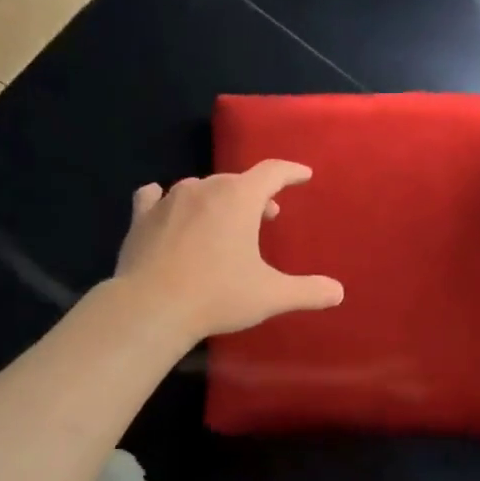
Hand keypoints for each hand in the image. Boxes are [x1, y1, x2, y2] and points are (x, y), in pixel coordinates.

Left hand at [112, 161, 342, 341]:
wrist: (150, 308)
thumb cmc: (218, 295)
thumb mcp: (271, 295)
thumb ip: (307, 291)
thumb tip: (338, 292)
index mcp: (239, 198)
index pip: (272, 172)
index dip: (291, 172)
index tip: (303, 175)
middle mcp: (204, 189)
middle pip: (237, 181)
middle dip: (255, 195)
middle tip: (267, 215)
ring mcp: (168, 201)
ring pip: (200, 188)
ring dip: (217, 199)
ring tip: (224, 219)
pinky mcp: (141, 218)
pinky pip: (156, 197)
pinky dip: (167, 200)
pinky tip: (165, 205)